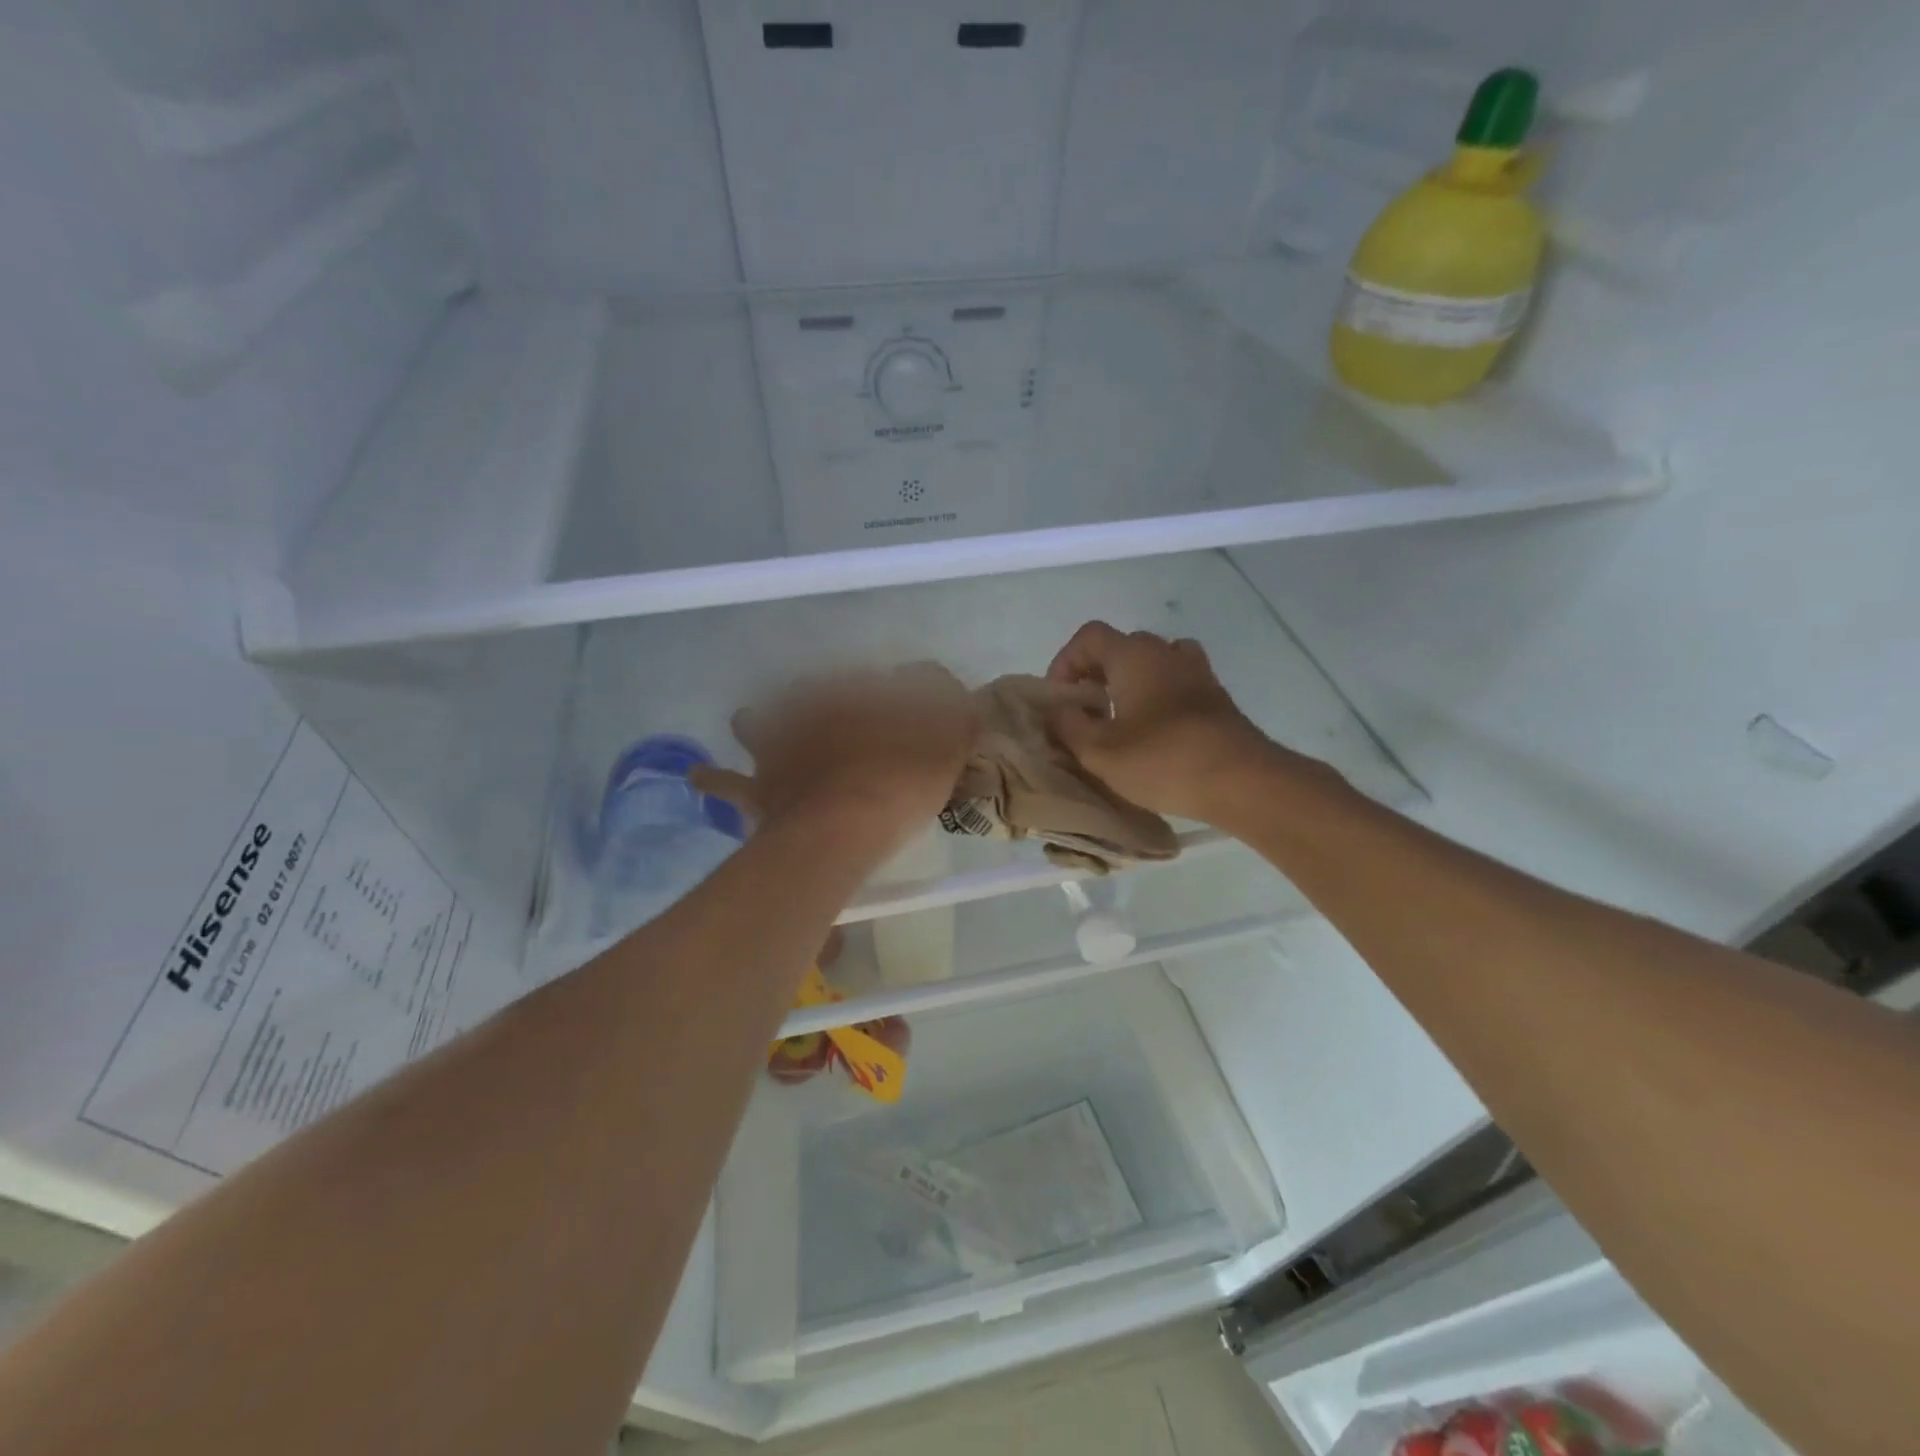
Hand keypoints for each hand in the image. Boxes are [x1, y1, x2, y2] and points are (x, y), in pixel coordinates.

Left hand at [692, 664, 978, 853]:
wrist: (850, 824)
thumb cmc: (905, 776)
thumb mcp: (949, 733)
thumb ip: (950, 702)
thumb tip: (934, 677)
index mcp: (854, 694)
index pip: (864, 679)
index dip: (878, 691)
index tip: (890, 704)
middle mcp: (808, 711)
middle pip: (803, 693)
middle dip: (810, 699)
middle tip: (821, 711)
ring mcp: (778, 747)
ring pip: (756, 723)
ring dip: (756, 723)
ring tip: (753, 723)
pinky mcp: (759, 788)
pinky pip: (726, 782)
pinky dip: (713, 777)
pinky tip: (699, 774)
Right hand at [1046, 623, 1279, 824]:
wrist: (1241, 780)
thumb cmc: (1162, 760)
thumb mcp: (1099, 752)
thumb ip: (1069, 725)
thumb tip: (1060, 708)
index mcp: (1133, 656)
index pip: (1090, 636)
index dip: (1066, 660)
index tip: (1060, 697)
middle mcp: (1165, 652)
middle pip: (1122, 646)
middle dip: (1096, 672)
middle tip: (1085, 709)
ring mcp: (1197, 672)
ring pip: (1154, 661)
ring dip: (1131, 680)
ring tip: (1121, 716)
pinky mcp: (1216, 697)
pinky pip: (1178, 681)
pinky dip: (1160, 694)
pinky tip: (1156, 728)